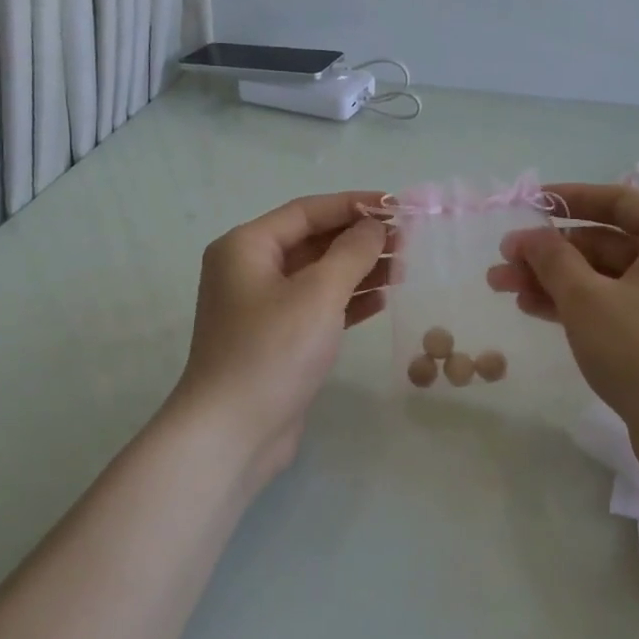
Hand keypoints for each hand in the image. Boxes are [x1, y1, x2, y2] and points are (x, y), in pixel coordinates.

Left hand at [172, 191, 390, 480]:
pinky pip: (317, 306)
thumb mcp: (318, 294)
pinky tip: (381, 300)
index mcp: (246, 247)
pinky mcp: (277, 338)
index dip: (353, 204)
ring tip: (403, 268)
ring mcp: (261, 306)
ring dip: (358, 269)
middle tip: (407, 241)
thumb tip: (374, 225)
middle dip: (359, 239)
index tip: (397, 205)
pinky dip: (347, 300)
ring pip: (318, 275)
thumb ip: (351, 252)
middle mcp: (249, 270)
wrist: (232, 433)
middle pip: (313, 241)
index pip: (307, 211)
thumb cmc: (272, 352)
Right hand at [487, 183, 638, 465]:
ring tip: (502, 287)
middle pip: (603, 243)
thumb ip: (552, 259)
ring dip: (552, 280)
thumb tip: (527, 236)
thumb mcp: (587, 298)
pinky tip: (531, 308)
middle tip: (500, 263)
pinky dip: (573, 304)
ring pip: (601, 277)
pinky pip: (610, 304)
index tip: (526, 204)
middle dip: (549, 252)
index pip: (615, 201)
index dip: (567, 199)